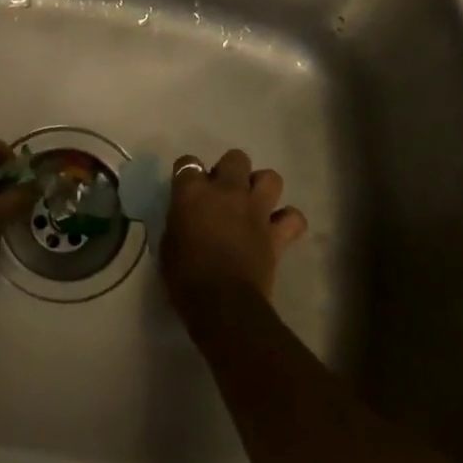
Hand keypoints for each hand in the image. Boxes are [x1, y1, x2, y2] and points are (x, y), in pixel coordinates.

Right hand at [161, 149, 307, 308]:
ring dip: (261, 187)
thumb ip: (179, 220)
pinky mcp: (277, 233)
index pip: (187, 163)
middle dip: (229, 170)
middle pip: (235, 158)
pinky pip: (293, 217)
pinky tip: (277, 229)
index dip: (187, 173)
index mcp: (193, 192)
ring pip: (270, 177)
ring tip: (252, 204)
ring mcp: (256, 210)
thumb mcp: (168, 243)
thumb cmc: (184, 276)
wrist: (221, 304)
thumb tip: (188, 218)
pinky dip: (287, 221)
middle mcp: (227, 191)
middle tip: (222, 193)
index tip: (186, 188)